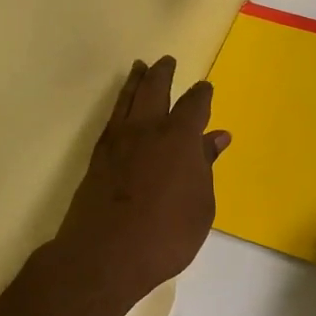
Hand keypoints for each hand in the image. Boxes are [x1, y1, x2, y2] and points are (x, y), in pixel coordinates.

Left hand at [51, 57, 230, 312]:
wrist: (104, 255)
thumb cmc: (166, 235)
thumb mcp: (201, 206)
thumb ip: (206, 167)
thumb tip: (216, 138)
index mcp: (180, 138)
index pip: (194, 105)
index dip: (201, 94)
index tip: (205, 88)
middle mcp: (148, 129)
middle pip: (155, 89)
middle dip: (163, 73)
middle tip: (166, 61)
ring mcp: (118, 140)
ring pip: (128, 98)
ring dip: (136, 80)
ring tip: (140, 67)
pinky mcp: (98, 156)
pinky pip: (112, 117)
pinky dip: (120, 104)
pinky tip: (122, 108)